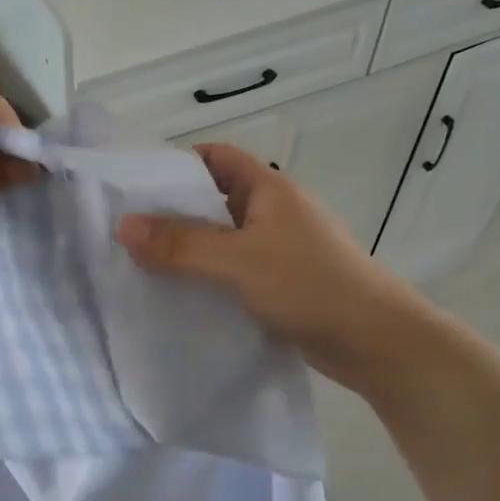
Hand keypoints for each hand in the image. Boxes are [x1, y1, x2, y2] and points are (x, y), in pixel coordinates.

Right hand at [115, 143, 434, 391]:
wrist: (376, 342)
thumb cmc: (310, 285)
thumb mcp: (239, 260)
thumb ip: (181, 245)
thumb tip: (122, 226)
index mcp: (268, 190)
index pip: (215, 158)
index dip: (177, 164)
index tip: (136, 185)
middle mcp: (271, 213)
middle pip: (212, 200)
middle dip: (171, 212)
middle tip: (125, 229)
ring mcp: (276, 250)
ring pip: (219, 240)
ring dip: (186, 250)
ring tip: (139, 264)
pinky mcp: (278, 284)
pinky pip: (230, 271)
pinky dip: (204, 278)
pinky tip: (177, 296)